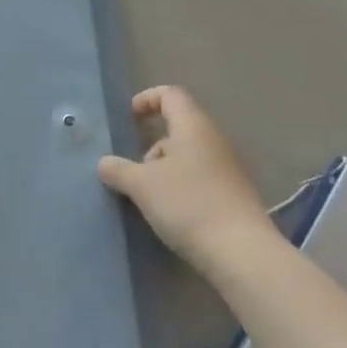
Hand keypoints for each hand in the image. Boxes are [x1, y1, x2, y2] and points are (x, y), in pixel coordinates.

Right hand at [99, 86, 271, 275]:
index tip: (129, 118)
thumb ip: (119, 170)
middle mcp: (214, 140)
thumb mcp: (142, 186)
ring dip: (165, 171)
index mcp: (193, 126)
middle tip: (135, 172)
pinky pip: (200, 179)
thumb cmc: (188, 204)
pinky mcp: (234, 195)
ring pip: (188, 156)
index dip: (147, 99)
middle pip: (178, 128)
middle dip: (152, 146)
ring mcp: (228, 168)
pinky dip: (181, 188)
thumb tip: (104, 163)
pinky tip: (172, 214)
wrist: (242, 252)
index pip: (171, 95)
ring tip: (150, 199)